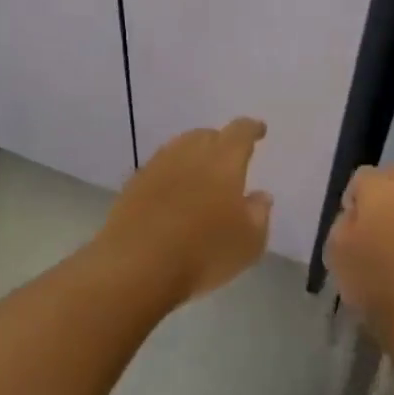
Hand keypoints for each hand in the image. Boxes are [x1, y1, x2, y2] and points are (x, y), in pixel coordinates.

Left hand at [96, 118, 272, 304]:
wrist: (137, 265)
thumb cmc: (204, 252)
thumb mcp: (249, 242)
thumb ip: (259, 214)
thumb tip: (259, 196)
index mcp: (223, 160)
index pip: (240, 132)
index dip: (251, 129)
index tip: (258, 130)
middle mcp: (189, 153)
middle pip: (206, 135)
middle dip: (220, 142)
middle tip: (229, 159)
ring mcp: (157, 166)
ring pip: (179, 148)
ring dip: (193, 155)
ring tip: (201, 174)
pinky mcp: (134, 184)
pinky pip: (159, 169)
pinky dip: (171, 175)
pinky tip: (173, 194)